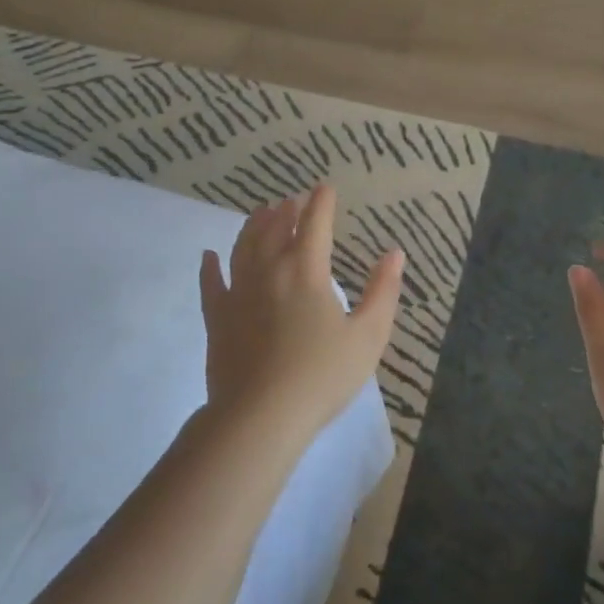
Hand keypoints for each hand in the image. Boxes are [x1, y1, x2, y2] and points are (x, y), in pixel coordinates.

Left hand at [199, 185, 403, 448]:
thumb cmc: (322, 376)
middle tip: (294, 199)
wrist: (261, 416)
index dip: (321, 203)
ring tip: (261, 211)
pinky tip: (209, 255)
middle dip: (287, 210)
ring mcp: (238, 292)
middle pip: (276, 229)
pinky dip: (210, 266)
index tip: (325, 188)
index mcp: (307, 271)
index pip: (315, 224)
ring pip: (243, 247)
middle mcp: (270, 271)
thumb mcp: (368, 336)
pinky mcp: (217, 317)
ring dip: (254, 226)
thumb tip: (395, 254)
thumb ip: (383, 291)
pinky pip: (211, 283)